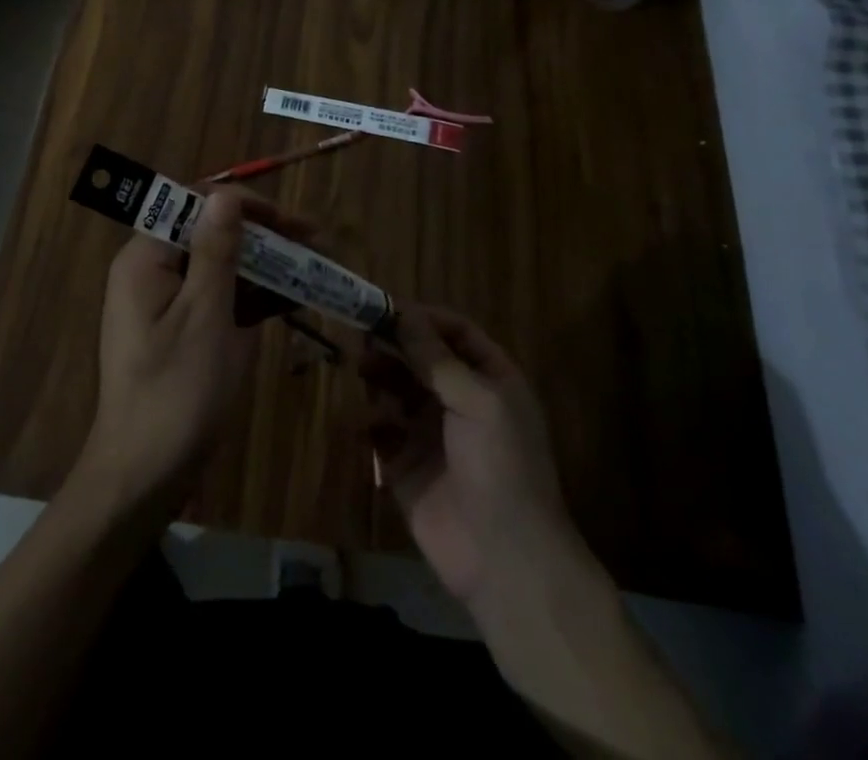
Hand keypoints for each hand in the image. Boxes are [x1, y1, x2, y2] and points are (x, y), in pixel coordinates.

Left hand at [76, 189, 310, 515]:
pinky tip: (292, 298)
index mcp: (146, 258)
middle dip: (263, 236)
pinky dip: (252, 297)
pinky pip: (218, 298)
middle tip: (315, 242)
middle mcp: (151, 271)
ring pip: (220, 267)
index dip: (245, 206)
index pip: (196, 205)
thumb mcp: (205, 314)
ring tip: (314, 266)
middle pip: (211, 234)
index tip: (291, 221)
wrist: (142, 477)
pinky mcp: (180, 330)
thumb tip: (225, 193)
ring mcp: (166, 303)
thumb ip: (217, 250)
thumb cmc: (176, 392)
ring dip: (265, 266)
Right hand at [363, 307, 603, 615]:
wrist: (505, 561)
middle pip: (420, 358)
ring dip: (379, 375)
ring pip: (397, 389)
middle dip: (393, 344)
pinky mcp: (406, 465)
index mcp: (489, 380)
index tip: (385, 308)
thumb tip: (403, 314)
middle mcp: (460, 399)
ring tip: (362, 369)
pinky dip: (368, 421)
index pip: (454, 333)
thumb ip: (437, 358)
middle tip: (362, 334)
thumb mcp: (477, 401)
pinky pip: (381, 431)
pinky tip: (364, 423)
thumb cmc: (501, 467)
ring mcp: (431, 433)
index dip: (422, 318)